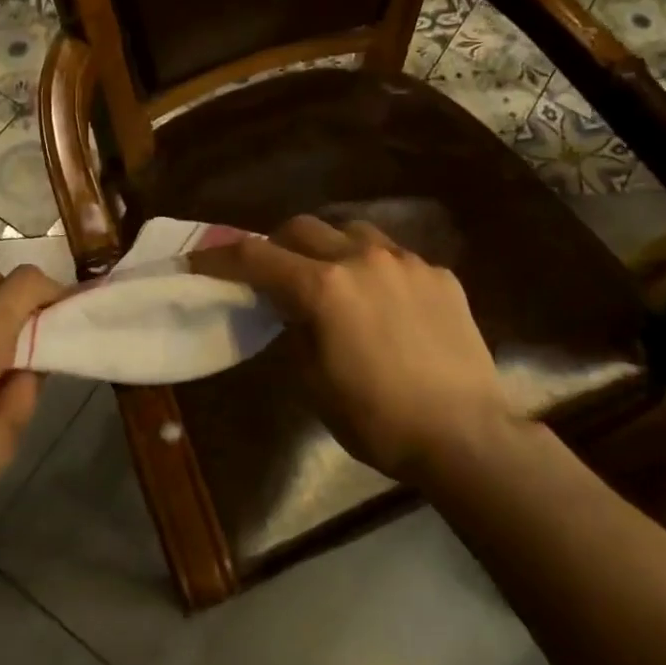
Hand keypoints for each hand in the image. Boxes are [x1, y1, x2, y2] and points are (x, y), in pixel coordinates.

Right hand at [195, 216, 518, 480]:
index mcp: (323, 287)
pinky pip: (396, 256)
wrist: (466, 436)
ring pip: (353, 230)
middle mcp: (362, 258)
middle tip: (273, 271)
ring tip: (332, 277)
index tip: (199, 261)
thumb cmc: (378, 419)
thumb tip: (291, 308)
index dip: (221, 257)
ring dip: (330, 246)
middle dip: (277, 244)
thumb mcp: (315, 382)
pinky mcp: (440, 274)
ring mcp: (406, 261)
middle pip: (303, 228)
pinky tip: (385, 301)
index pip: (256, 257)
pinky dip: (376, 268)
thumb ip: (295, 330)